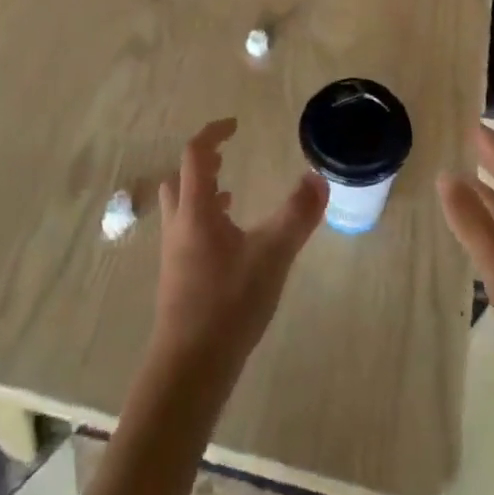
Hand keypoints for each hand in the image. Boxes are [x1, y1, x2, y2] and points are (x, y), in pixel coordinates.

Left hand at [153, 118, 326, 376]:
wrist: (189, 367)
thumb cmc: (229, 303)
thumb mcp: (272, 255)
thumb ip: (297, 215)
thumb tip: (319, 177)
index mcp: (196, 210)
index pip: (195, 155)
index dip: (213, 134)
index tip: (235, 126)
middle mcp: (179, 226)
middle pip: (180, 179)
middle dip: (202, 163)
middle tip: (226, 158)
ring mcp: (174, 254)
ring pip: (181, 208)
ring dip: (202, 192)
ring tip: (231, 193)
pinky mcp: (178, 278)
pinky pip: (187, 232)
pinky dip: (205, 221)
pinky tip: (229, 241)